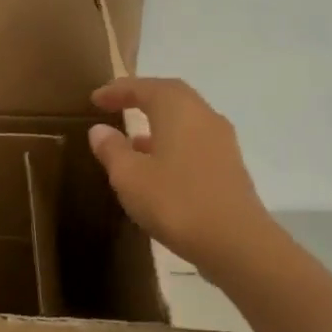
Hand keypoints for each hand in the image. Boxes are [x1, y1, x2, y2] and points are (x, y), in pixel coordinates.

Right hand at [89, 77, 281, 282]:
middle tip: (116, 105)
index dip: (118, 90)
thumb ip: (112, 150)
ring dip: (157, 122)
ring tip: (131, 138)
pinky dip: (172, 142)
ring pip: (185, 119)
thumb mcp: (130, 177)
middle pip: (171, 96)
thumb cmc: (176, 202)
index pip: (146, 87)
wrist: (236, 243)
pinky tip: (156, 165)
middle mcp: (204, 117)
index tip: (95, 98)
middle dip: (142, 97)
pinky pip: (194, 141)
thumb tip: (100, 130)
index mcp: (179, 111)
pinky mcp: (229, 167)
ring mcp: (222, 142)